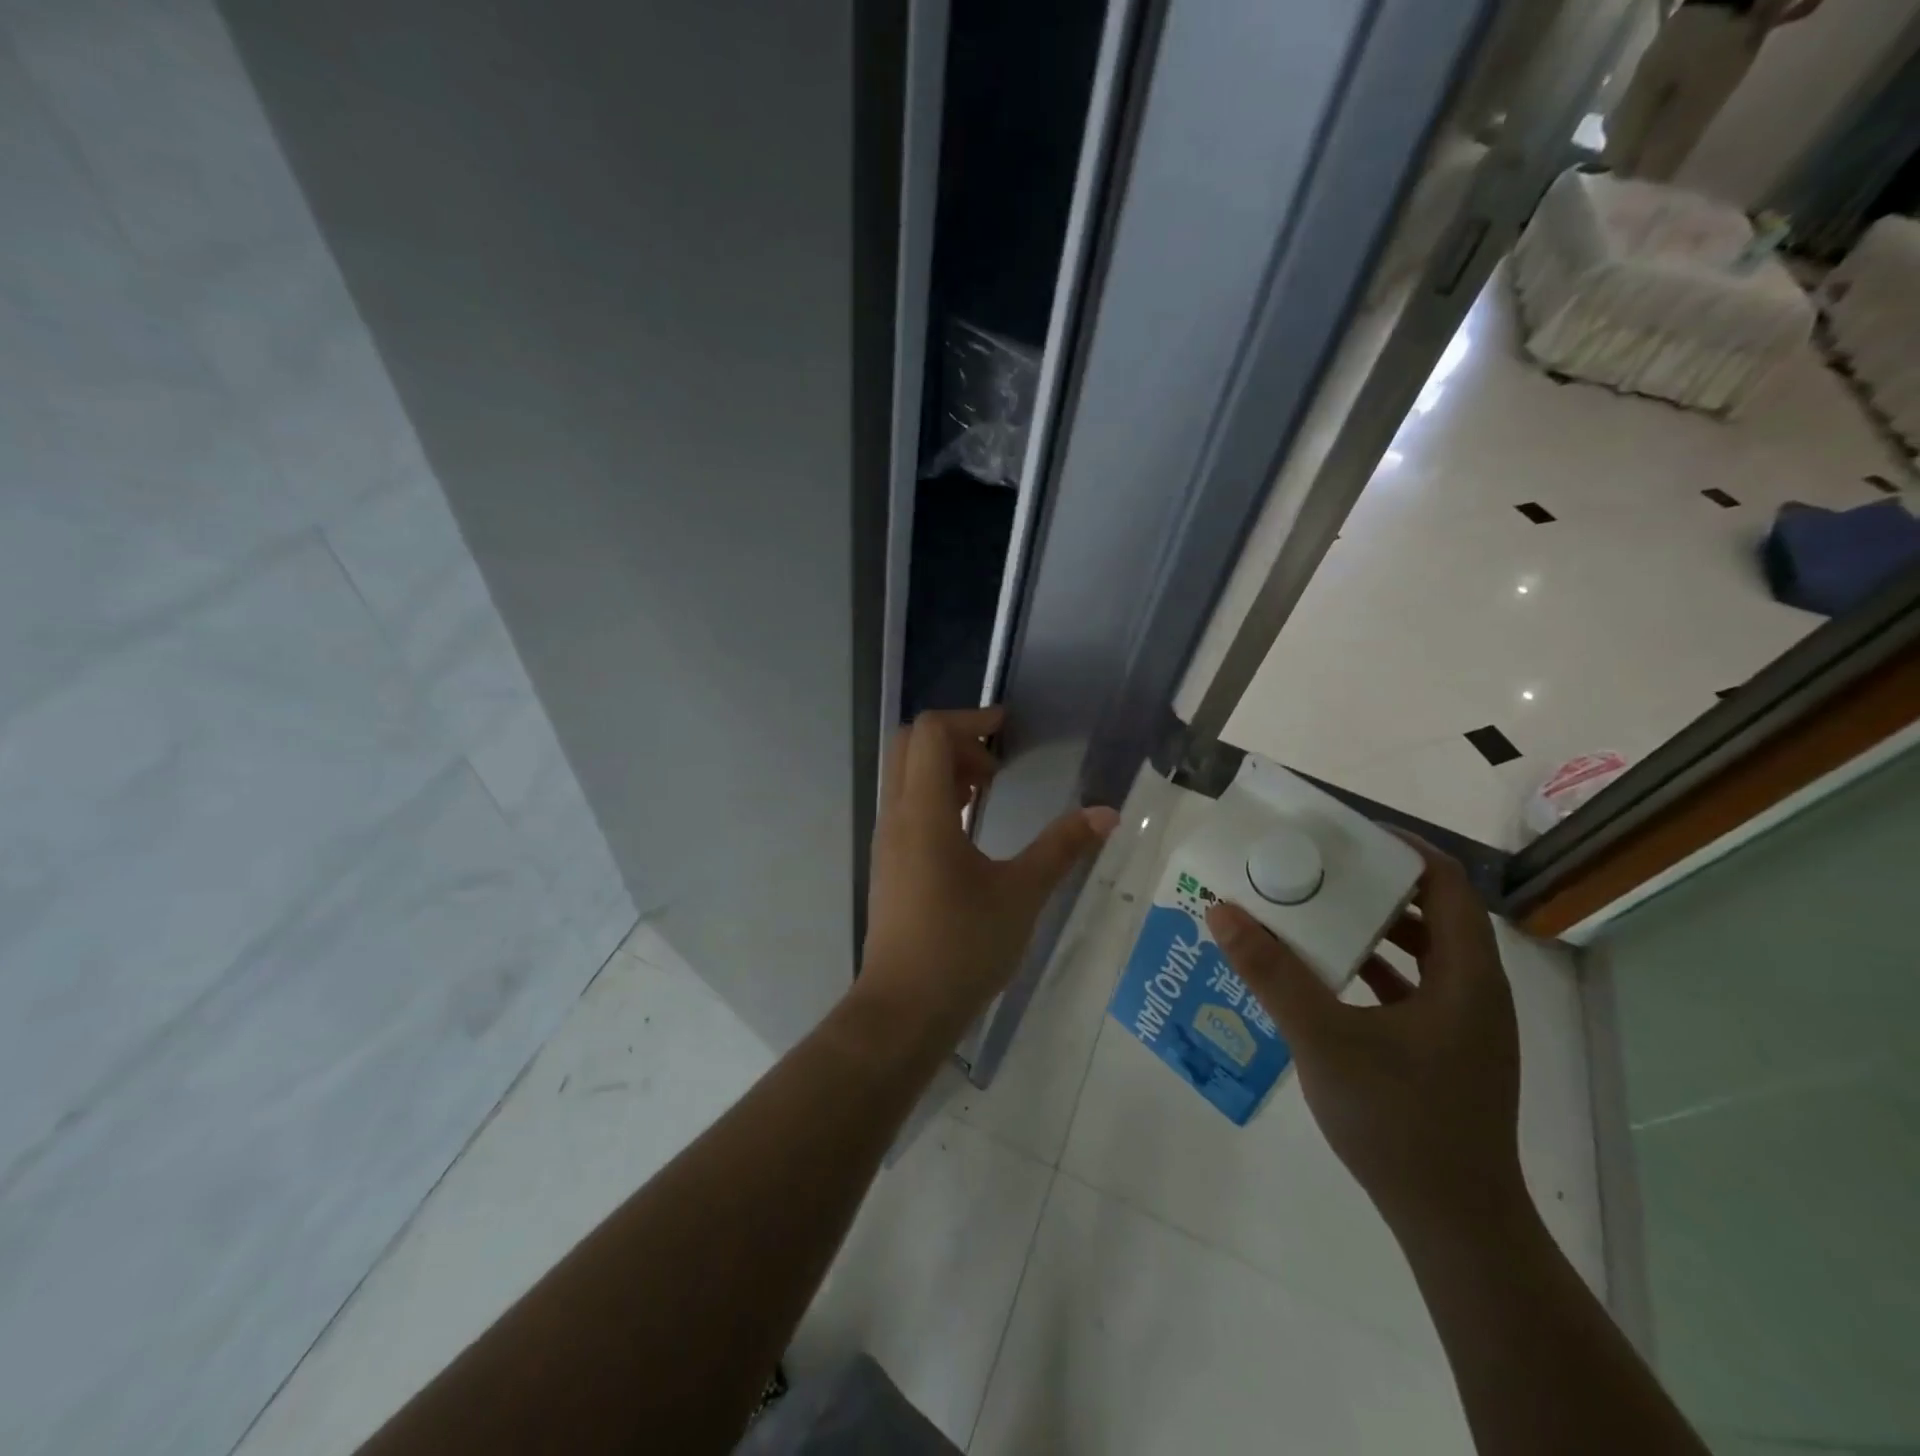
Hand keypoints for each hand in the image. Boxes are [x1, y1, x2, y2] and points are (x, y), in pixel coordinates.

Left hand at [860, 708, 1117, 1034]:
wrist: (904, 1009)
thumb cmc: (962, 947)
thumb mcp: (1022, 894)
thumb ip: (1062, 848)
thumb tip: (1106, 813)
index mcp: (923, 813)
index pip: (930, 733)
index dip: (970, 720)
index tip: (1007, 732)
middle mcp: (897, 817)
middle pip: (910, 745)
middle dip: (955, 740)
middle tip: (996, 765)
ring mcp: (887, 840)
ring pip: (905, 776)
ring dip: (944, 769)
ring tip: (987, 793)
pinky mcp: (889, 863)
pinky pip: (905, 806)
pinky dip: (935, 797)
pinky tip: (969, 828)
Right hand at [1205, 835, 1522, 1239]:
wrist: (1455, 1225)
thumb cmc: (1398, 1121)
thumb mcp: (1323, 1038)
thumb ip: (1271, 973)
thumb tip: (1221, 910)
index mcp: (1466, 975)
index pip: (1446, 883)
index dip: (1401, 848)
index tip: (1346, 834)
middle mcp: (1476, 991)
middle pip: (1432, 912)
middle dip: (1374, 885)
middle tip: (1316, 869)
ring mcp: (1465, 1025)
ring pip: (1422, 952)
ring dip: (1372, 928)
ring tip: (1313, 912)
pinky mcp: (1448, 1052)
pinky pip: (1412, 988)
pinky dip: (1373, 969)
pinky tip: (1325, 975)